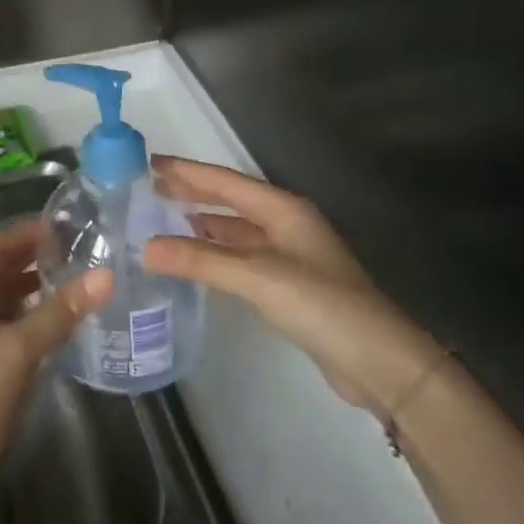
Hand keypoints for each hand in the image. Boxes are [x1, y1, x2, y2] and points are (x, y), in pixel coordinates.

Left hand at [0, 218, 109, 491]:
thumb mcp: (21, 348)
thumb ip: (61, 311)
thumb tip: (106, 275)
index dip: (24, 234)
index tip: (60, 226)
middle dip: (32, 259)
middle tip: (74, 252)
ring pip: (4, 301)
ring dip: (33, 289)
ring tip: (72, 282)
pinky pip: (8, 328)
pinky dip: (31, 318)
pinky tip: (57, 324)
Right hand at [143, 156, 440, 412]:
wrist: (377, 361)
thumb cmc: (321, 305)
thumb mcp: (258, 277)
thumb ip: (202, 260)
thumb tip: (145, 248)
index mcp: (284, 210)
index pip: (226, 181)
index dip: (187, 171)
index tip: (150, 162)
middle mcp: (286, 224)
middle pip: (231, 200)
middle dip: (193, 192)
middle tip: (151, 186)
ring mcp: (290, 255)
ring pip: (236, 229)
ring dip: (202, 222)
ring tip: (164, 217)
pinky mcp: (289, 284)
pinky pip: (241, 256)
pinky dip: (215, 252)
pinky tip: (196, 257)